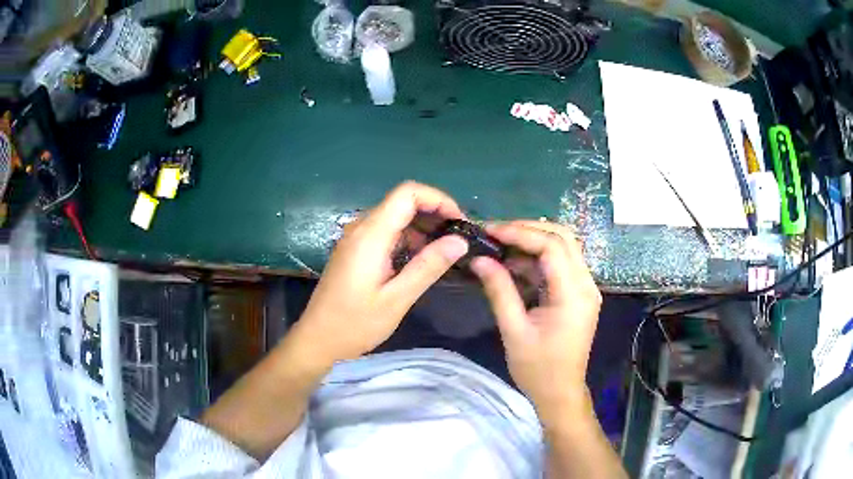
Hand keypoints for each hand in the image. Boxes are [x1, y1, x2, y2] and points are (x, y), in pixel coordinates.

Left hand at [290, 182, 468, 364]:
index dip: (438, 199)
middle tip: (458, 239)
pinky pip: (386, 231)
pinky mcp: (355, 249)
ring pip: (395, 216)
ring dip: (423, 226)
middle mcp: (361, 227)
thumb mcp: (397, 299)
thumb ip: (428, 266)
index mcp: (371, 235)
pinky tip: (422, 258)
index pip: (408, 193)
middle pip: (403, 202)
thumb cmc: (355, 323)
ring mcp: (356, 238)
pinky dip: (408, 237)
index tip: (459, 222)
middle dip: (434, 213)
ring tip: (446, 250)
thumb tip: (460, 242)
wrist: (318, 338)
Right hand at [470, 221, 601, 421]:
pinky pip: (562, 264)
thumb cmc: (537, 369)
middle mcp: (586, 285)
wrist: (560, 392)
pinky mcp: (579, 294)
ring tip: (502, 244)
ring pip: (565, 247)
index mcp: (573, 294)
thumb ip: (499, 290)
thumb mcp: (514, 330)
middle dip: (528, 229)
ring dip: (534, 240)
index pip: (552, 246)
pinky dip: (539, 257)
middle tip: (496, 233)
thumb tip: (480, 259)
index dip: (520, 233)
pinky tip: (516, 262)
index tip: (490, 231)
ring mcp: (586, 288)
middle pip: (563, 238)